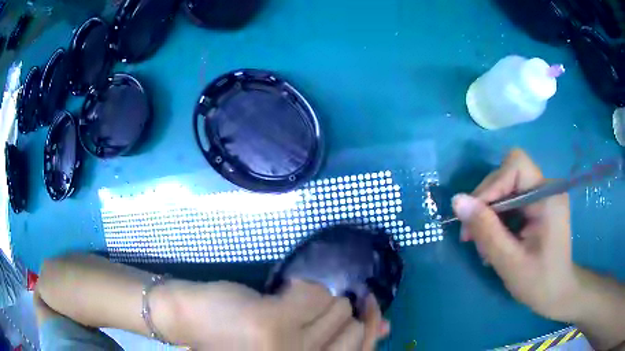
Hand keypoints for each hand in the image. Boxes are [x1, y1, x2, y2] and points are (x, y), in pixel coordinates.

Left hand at [158, 279, 388, 349]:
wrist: (190, 319)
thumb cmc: (241, 340)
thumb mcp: (295, 347)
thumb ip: (337, 341)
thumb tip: (386, 325)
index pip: (362, 350)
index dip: (371, 328)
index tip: (370, 308)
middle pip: (353, 329)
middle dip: (341, 312)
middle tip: (314, 309)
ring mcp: (289, 347)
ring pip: (336, 307)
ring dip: (319, 299)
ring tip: (291, 303)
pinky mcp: (274, 322)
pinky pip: (313, 292)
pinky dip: (302, 287)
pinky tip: (280, 293)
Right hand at [451, 149, 579, 321]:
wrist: (557, 294)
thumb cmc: (539, 282)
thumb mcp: (510, 261)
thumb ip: (486, 230)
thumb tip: (457, 201)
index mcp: (548, 197)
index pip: (516, 166)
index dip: (492, 185)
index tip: (473, 215)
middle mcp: (546, 188)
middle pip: (508, 176)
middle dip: (486, 203)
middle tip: (471, 236)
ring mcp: (543, 196)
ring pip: (506, 189)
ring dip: (489, 213)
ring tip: (483, 244)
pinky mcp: (538, 206)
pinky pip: (511, 201)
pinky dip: (497, 219)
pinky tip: (494, 240)